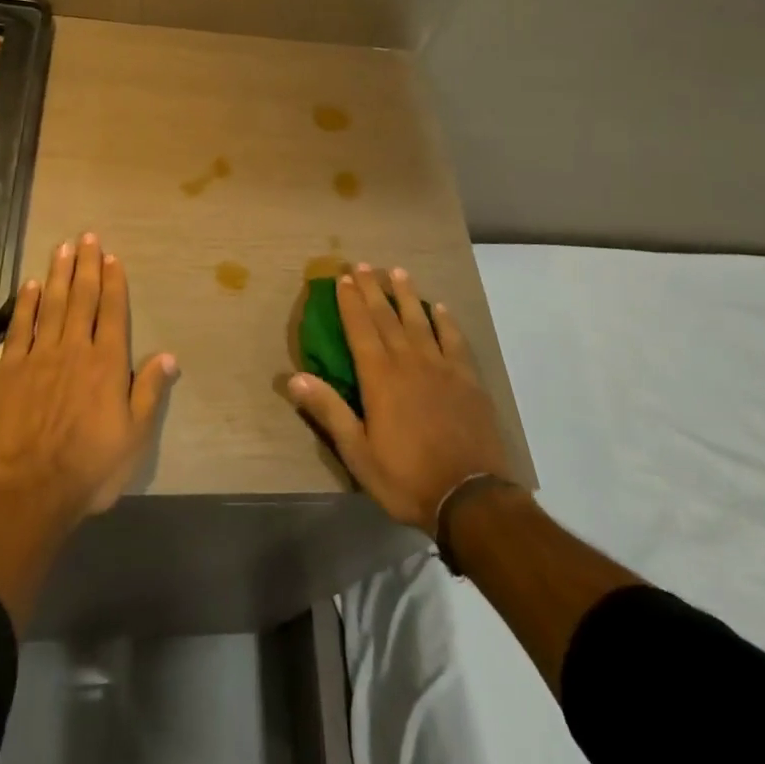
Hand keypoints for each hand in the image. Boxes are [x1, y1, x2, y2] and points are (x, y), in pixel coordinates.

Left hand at [0, 233, 178, 522]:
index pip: (113, 311)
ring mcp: (40, 357)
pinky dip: (27, 304)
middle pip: (82, 298)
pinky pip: (20, 328)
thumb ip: (149, 392)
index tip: (111, 257)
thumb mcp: (135, 437)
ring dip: (58, 274)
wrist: (30, 492)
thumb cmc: (91, 468)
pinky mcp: (10, 370)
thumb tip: (168, 356)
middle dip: (86, 265)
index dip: (113, 282)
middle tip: (87, 236)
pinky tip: (31, 285)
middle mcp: (75, 349)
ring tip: (62, 247)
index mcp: (107, 363)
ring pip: (52, 305)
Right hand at [288, 263, 509, 534]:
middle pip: (388, 317)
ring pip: (421, 321)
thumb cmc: (406, 477)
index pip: (360, 329)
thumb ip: (329, 411)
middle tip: (363, 265)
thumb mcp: (358, 453)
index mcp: (380, 378)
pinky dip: (445, 321)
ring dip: (407, 295)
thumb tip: (294, 377)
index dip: (350, 303)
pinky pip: (454, 340)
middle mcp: (409, 362)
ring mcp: (442, 368)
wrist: (470, 498)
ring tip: (397, 272)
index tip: (343, 279)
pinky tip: (440, 308)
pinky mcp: (468, 380)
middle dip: (373, 290)